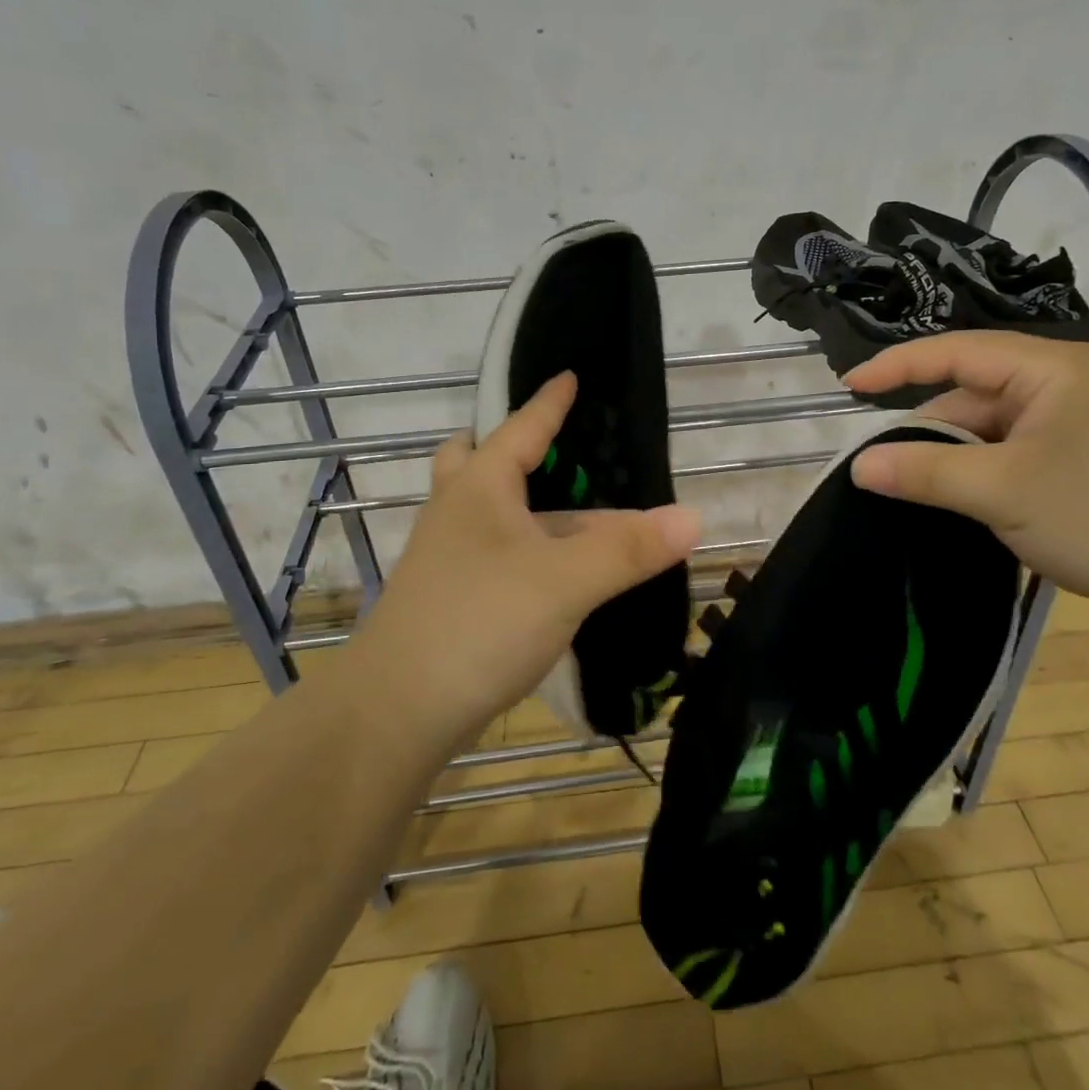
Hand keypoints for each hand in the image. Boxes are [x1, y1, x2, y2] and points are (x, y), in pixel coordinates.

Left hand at [356, 372, 701, 743]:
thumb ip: (628, 550)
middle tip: (552, 453)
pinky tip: (559, 573)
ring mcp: (448, 559)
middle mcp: (457, 513)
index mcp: (479, 488)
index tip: (569, 376)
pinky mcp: (452, 600)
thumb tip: (693, 517)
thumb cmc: (478, 623)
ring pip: (491, 514)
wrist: (395, 712)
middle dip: (513, 451)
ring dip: (530, 509)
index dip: (548, 403)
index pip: (520, 428)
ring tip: (580, 514)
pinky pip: (496, 554)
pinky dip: (528, 550)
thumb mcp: (565, 581)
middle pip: (478, 463)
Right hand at [845, 334, 1088, 626]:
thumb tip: (858, 465)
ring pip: (988, 432)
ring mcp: (1073, 425)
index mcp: (1049, 370)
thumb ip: (926, 472)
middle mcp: (1060, 386)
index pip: (955, 352)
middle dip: (925, 431)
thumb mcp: (1004, 491)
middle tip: (878, 469)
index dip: (896, 366)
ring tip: (912, 494)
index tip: (847, 388)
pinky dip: (979, 477)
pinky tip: (957, 505)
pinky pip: (1010, 456)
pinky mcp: (1079, 461)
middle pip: (970, 397)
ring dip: (952, 461)